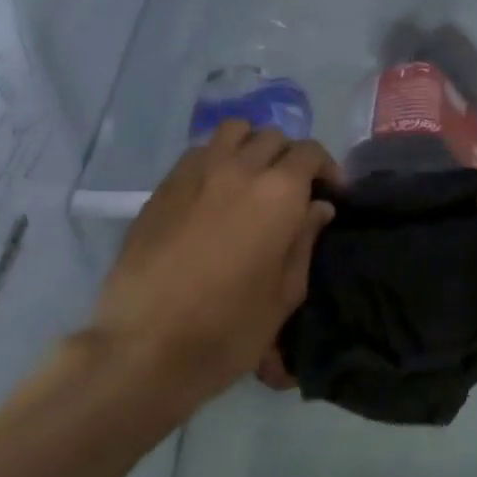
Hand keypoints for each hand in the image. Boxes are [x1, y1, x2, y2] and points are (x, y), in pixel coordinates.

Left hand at [92, 122, 334, 407]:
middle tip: (292, 190)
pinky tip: (215, 191)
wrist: (145, 345)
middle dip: (290, 157)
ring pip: (233, 131)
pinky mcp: (164, 186)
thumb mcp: (285, 293)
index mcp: (278, 192)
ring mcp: (196, 172)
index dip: (327, 168)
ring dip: (251, 146)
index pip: (310, 153)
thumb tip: (317, 206)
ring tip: (253, 177)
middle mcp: (239, 168)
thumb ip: (305, 240)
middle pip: (273, 137)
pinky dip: (217, 158)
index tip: (331, 192)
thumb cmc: (229, 328)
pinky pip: (199, 152)